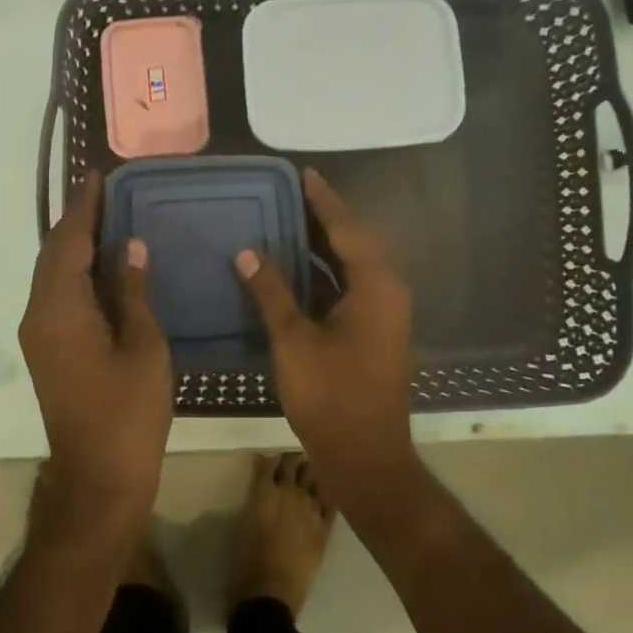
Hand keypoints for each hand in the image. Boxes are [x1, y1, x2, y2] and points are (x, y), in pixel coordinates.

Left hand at [19, 172, 172, 535]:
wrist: (98, 478)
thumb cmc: (129, 412)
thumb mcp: (143, 346)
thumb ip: (133, 291)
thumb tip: (130, 246)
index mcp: (61, 309)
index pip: (69, 242)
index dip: (84, 208)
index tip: (97, 177)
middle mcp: (40, 315)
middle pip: (53, 254)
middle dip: (76, 221)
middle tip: (106, 193)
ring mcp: (39, 335)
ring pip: (52, 275)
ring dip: (74, 245)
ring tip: (107, 220)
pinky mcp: (47, 351)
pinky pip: (57, 295)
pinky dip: (75, 271)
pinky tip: (102, 266)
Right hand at [237, 170, 419, 504]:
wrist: (367, 459)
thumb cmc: (332, 397)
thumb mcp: (295, 342)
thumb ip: (271, 293)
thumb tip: (247, 252)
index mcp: (375, 286)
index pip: (346, 228)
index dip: (323, 200)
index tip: (303, 173)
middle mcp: (386, 291)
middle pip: (352, 242)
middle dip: (321, 218)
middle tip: (287, 192)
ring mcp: (382, 313)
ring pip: (350, 266)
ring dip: (322, 245)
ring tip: (286, 219)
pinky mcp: (373, 331)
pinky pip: (348, 287)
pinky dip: (323, 273)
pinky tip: (294, 268)